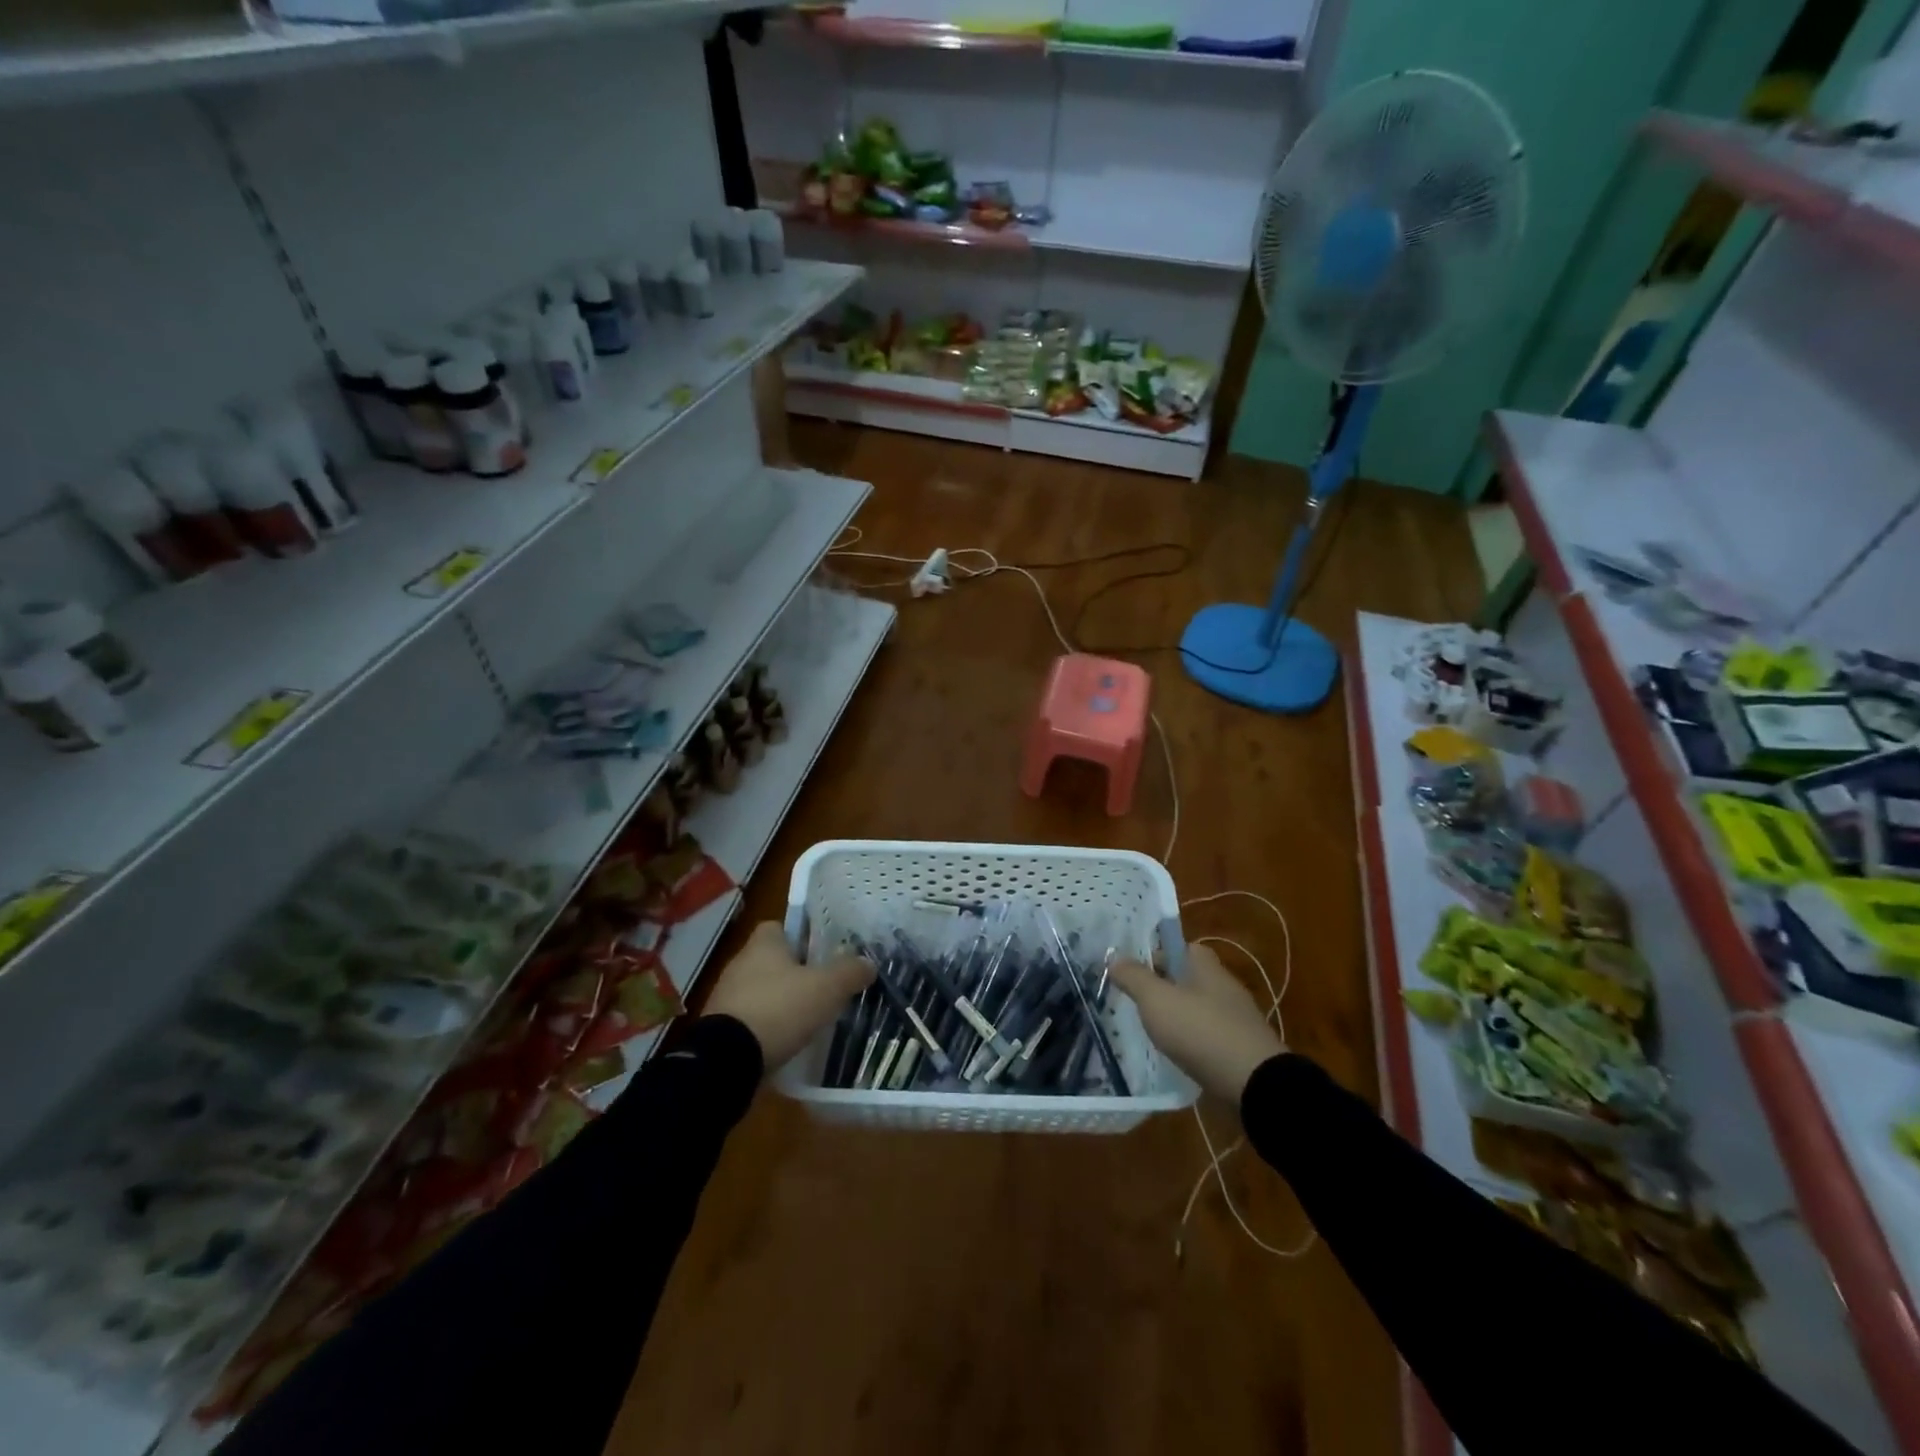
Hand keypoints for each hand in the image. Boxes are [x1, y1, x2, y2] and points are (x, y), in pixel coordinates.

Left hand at [704, 922, 873, 1071]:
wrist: (727, 1060)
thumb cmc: (779, 1009)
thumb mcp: (827, 988)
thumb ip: (850, 972)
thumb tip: (868, 963)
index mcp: (763, 944)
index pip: (779, 927)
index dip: (800, 936)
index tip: (820, 953)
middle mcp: (740, 963)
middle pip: (771, 959)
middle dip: (793, 972)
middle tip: (821, 987)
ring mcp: (725, 997)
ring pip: (760, 990)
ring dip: (779, 1001)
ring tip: (806, 1018)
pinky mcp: (719, 1028)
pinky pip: (749, 1019)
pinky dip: (765, 1027)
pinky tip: (784, 1041)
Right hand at [1110, 944, 1283, 1103]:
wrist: (1254, 1084)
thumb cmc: (1200, 1030)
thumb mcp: (1156, 1000)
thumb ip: (1133, 976)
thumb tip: (1114, 957)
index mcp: (1205, 965)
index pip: (1178, 946)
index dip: (1154, 954)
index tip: (1132, 973)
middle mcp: (1224, 985)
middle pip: (1186, 978)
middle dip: (1162, 988)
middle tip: (1135, 1003)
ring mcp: (1235, 1018)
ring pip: (1197, 1008)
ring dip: (1176, 1017)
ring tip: (1150, 1031)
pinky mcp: (1240, 1047)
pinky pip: (1208, 1036)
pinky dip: (1191, 1042)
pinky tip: (1176, 1055)